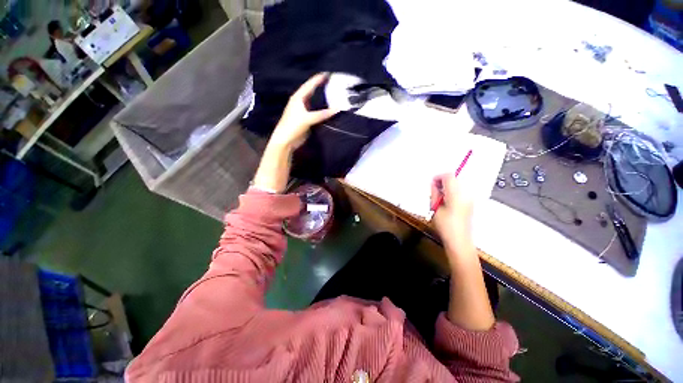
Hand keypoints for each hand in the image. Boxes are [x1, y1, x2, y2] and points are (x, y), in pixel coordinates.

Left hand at [268, 73, 338, 149]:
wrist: (286, 140)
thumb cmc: (293, 126)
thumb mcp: (308, 118)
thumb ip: (322, 114)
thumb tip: (337, 109)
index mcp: (298, 98)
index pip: (309, 85)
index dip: (318, 79)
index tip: (328, 74)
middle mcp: (300, 102)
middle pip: (312, 92)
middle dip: (321, 87)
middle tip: (332, 84)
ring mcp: (303, 111)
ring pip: (314, 103)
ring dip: (322, 100)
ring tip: (333, 95)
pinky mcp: (306, 120)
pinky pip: (316, 113)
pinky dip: (322, 111)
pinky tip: (329, 111)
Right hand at [430, 174, 474, 259]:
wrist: (459, 241)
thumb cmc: (445, 226)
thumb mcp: (435, 208)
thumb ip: (434, 194)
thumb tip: (433, 185)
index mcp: (456, 195)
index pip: (449, 176)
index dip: (439, 177)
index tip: (432, 183)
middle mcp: (465, 194)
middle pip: (455, 179)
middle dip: (443, 181)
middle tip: (434, 189)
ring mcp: (470, 199)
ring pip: (458, 185)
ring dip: (448, 186)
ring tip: (439, 196)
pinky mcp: (470, 204)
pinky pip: (461, 192)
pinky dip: (453, 192)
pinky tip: (446, 201)